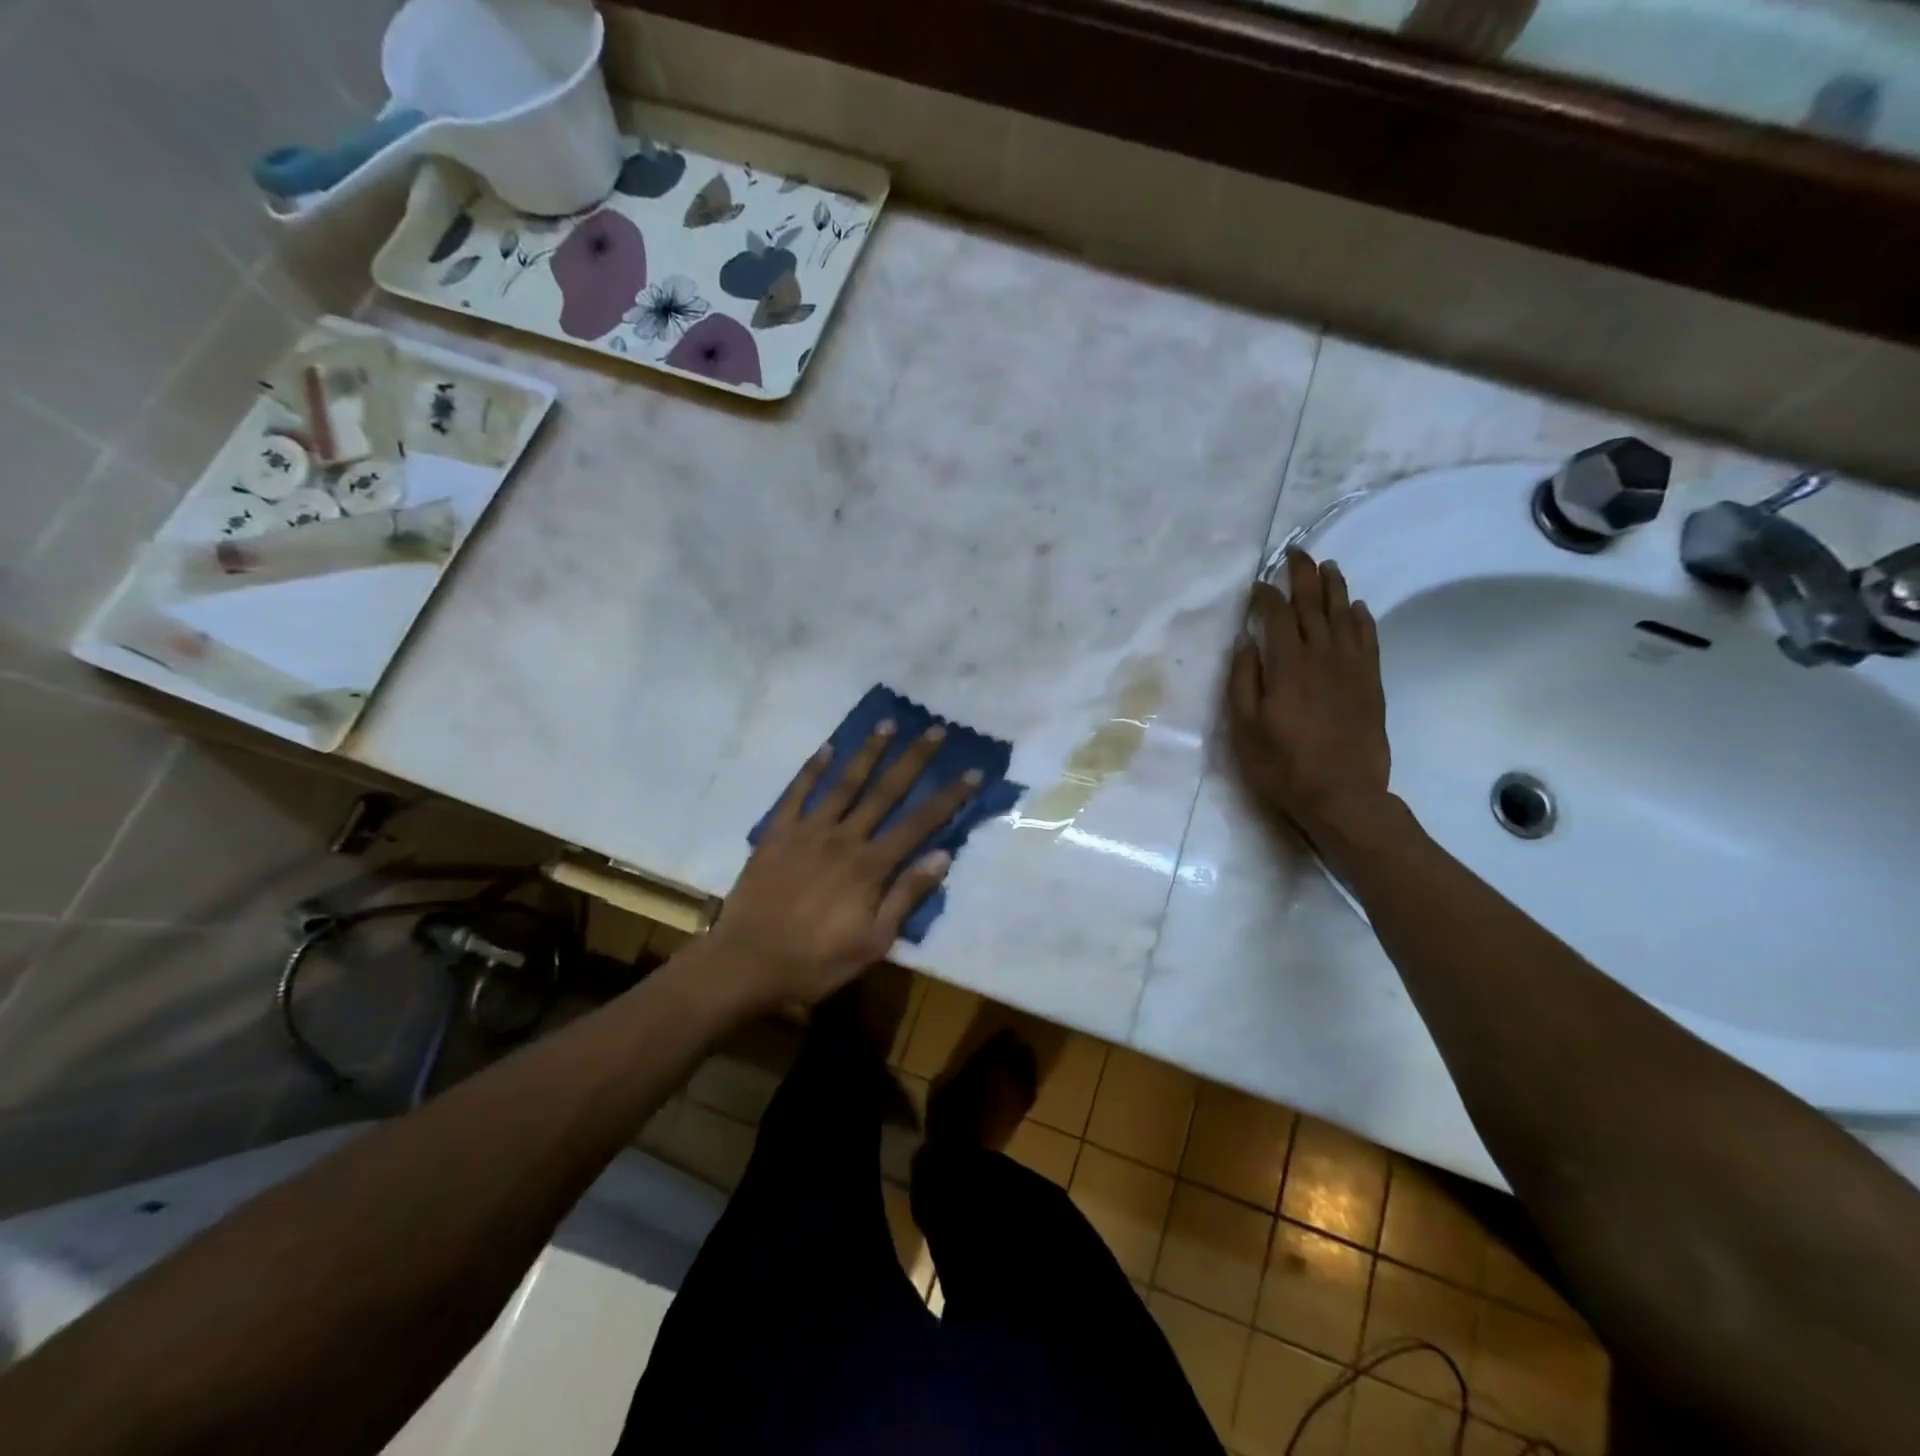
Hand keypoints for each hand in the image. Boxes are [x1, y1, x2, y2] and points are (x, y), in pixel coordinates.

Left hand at [708, 722, 981, 1011]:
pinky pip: (796, 794)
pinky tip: (827, 748)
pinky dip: (812, 770)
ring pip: (844, 784)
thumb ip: (906, 896)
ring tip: (887, 724)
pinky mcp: (777, 834)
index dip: (949, 797)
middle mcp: (844, 839)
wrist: (746, 964)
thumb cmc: (815, 962)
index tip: (972, 771)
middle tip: (936, 729)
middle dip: (914, 759)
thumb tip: (943, 855)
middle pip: (886, 792)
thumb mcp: (872, 942)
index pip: (920, 823)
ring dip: (868, 752)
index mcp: (871, 866)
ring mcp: (808, 832)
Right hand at [1229, 549, 1392, 841]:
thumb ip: (1243, 680)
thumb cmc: (1283, 764)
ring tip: (1328, 566)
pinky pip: (1368, 640)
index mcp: (1287, 665)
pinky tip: (1356, 607)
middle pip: (1313, 606)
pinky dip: (1361, 619)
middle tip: (1297, 552)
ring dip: (1334, 588)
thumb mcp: (1245, 727)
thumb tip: (1245, 641)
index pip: (1276, 617)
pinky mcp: (1370, 683)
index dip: (1266, 596)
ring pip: (1343, 616)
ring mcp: (1351, 668)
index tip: (1258, 583)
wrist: (1343, 795)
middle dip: (1303, 576)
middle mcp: (1322, 656)